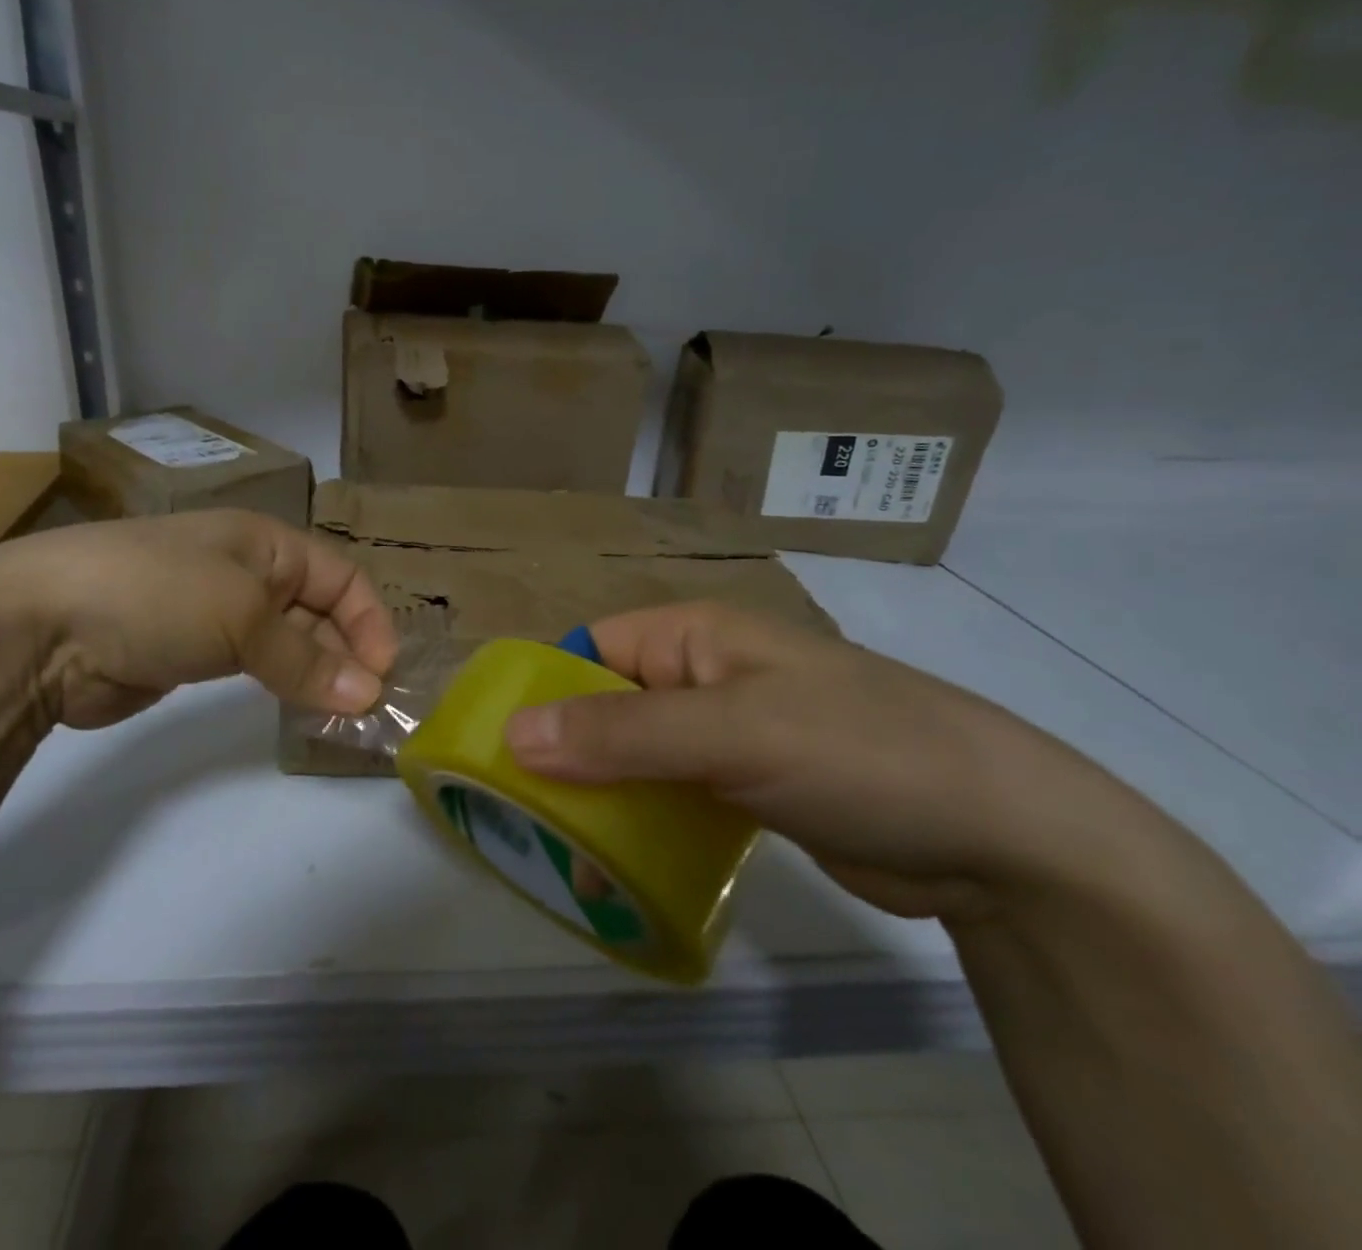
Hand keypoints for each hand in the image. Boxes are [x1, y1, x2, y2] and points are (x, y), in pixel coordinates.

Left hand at [0, 509, 397, 730]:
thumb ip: (306, 659)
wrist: (42, 625)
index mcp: (264, 542)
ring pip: (286, 642)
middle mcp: (246, 571)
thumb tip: (368, 696)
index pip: (340, 576)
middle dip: (347, 653)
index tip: (382, 674)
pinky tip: (296, 713)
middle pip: (318, 610)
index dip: (368, 620)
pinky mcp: (189, 653)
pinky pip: (253, 667)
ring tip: (339, 718)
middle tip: (366, 709)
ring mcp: (215, 613)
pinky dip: (280, 687)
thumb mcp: (241, 616)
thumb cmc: (157, 594)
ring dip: (317, 674)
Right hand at [503, 602, 1146, 922]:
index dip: (543, 691)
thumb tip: (512, 734)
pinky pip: (669, 794)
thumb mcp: (733, 733)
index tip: (498, 750)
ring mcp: (725, 734)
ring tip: (560, 852)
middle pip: (605, 706)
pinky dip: (640, 821)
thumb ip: (621, 732)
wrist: (1005, 840)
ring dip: (599, 796)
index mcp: (692, 637)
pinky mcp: (745, 787)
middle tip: (522, 815)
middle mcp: (701, 676)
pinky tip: (617, 865)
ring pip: (634, 755)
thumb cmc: (860, 751)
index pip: (589, 649)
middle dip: (564, 754)